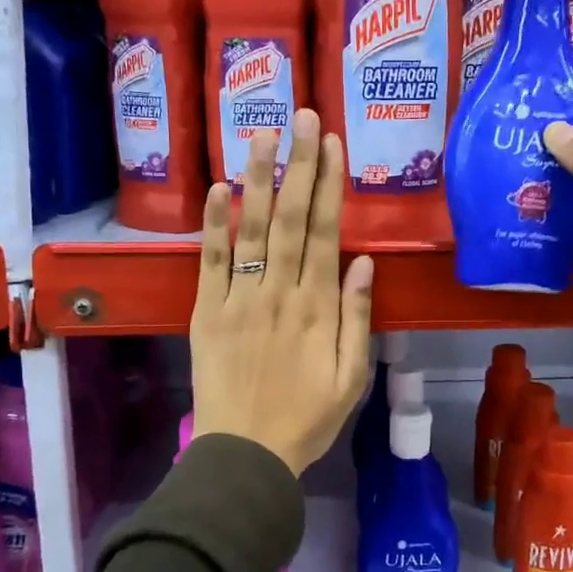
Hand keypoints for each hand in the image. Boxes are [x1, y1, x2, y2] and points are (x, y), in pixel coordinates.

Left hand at [191, 110, 375, 473]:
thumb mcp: (353, 376)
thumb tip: (365, 261)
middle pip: (291, 218)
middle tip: (301, 116)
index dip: (329, 184)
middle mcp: (280, 292)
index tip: (331, 143)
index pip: (325, 232)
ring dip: (257, 178)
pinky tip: (218, 188)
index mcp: (318, 307)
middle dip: (297, 164)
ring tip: (261, 134)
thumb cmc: (308, 419)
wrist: (246, 455)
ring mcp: (239, 299)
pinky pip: (210, 262)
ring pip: (251, 229)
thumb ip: (359, 317)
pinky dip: (214, 224)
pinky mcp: (207, 312)